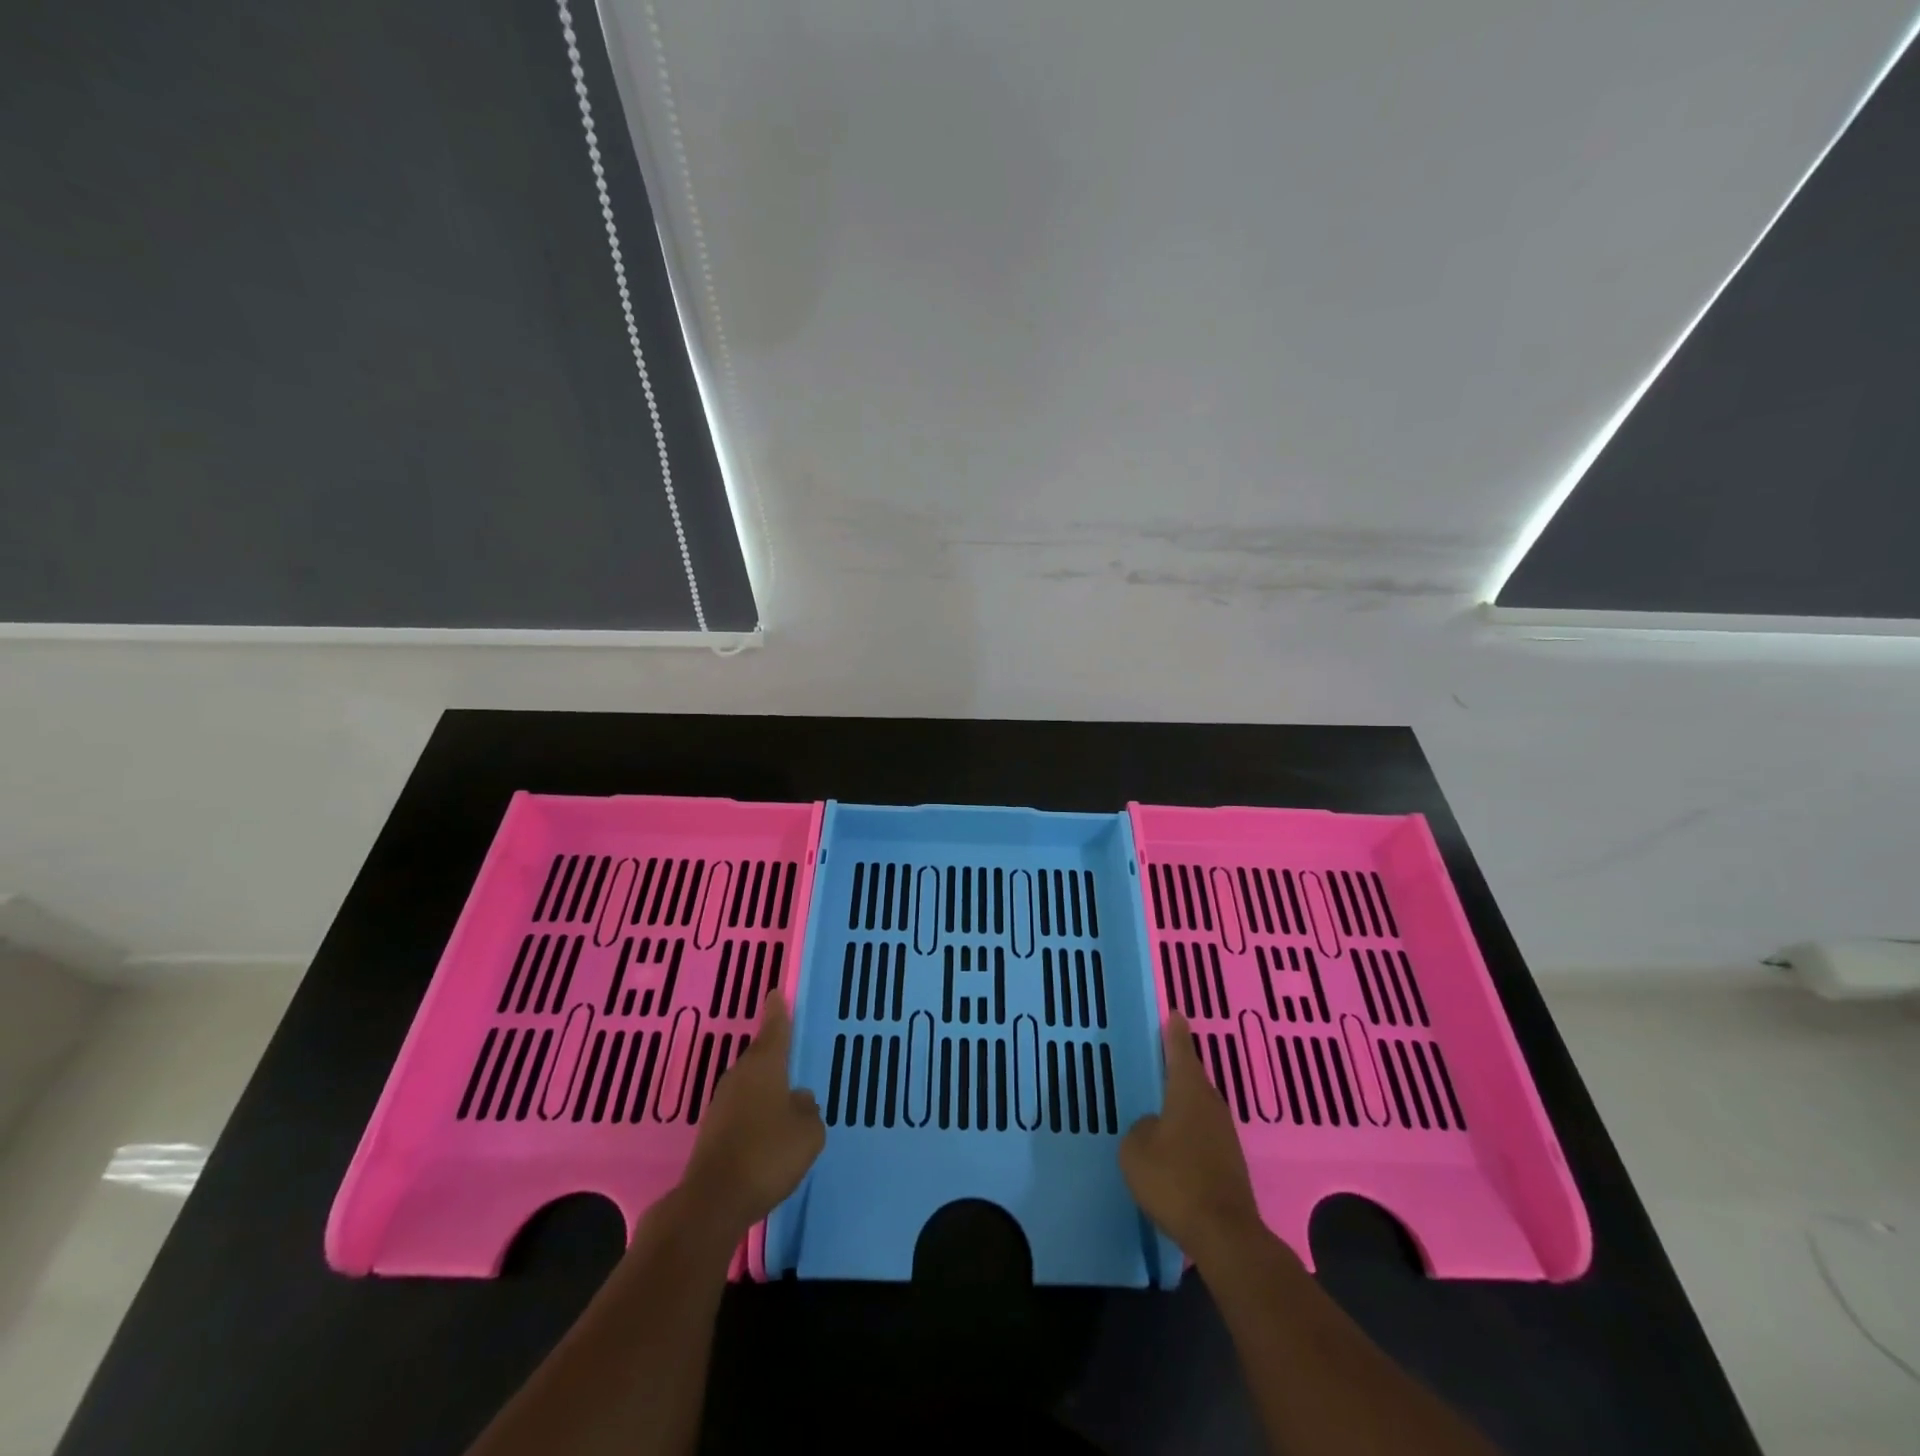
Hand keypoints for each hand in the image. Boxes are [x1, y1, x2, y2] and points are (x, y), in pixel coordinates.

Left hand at [681, 993, 824, 1237]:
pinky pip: (741, 1109)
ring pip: (749, 1084)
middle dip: (774, 1053)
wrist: (713, 1202)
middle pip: (760, 1056)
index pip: (774, 1028)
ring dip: (765, 1086)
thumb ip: (808, 1110)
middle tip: (791, 1050)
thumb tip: (798, 1100)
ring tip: (785, 1095)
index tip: (776, 993)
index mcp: (764, 1066)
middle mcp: (740, 1076)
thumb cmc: (767, 1154)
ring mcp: (722, 1104)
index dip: (778, 1011)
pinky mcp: (712, 1131)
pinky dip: (754, 1111)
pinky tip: (767, 1129)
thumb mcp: (808, 1132)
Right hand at [1121, 1011, 1263, 1257]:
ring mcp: (1225, 1135)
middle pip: (1193, 1078)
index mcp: (1188, 1092)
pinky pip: (1204, 1133)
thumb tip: (1153, 1126)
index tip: (1176, 1013)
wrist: (1224, 1234)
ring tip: (1163, 1102)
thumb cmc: (1175, 1180)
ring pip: (1200, 1107)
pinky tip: (1175, 1144)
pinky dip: (1190, 1130)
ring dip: (1184, 1102)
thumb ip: (1140, 1129)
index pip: (1180, 1051)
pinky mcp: (1230, 1163)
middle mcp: (1211, 1105)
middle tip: (1161, 1058)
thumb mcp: (1136, 1149)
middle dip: (1179, 1068)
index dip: (1175, 1033)